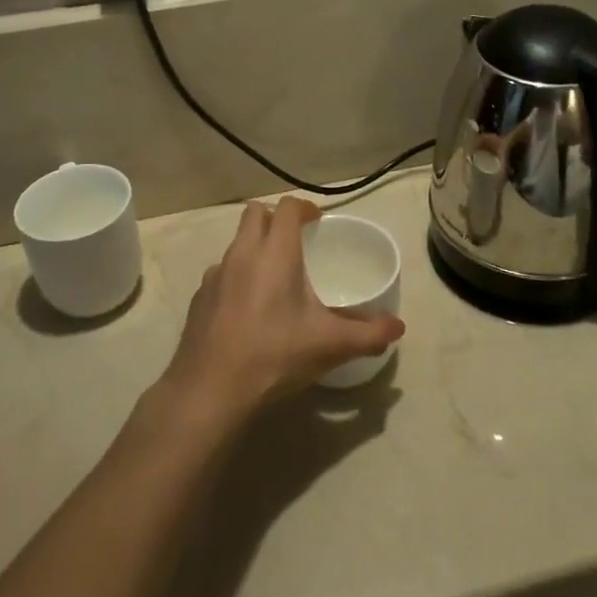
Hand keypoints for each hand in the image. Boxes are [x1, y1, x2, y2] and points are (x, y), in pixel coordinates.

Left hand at [161, 198, 405, 422]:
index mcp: (275, 253)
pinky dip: (236, 276)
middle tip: (296, 241)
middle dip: (275, 218)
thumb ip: (368, 334)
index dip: (304, 208)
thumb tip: (398, 327)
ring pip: (236, 243)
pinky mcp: (199, 296)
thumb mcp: (330, 346)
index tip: (317, 222)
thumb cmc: (275, 356)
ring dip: (254, 247)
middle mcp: (242, 253)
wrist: (211, 389)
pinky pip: (221, 272)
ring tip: (273, 278)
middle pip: (255, 213)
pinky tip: (247, 309)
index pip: (287, 208)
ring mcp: (215, 274)